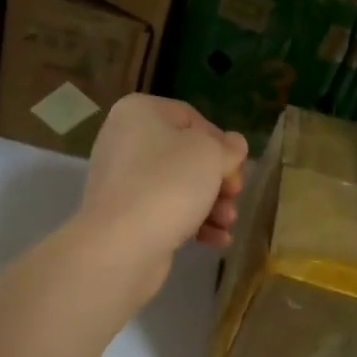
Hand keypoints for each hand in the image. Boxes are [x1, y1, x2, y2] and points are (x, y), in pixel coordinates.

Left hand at [78, 95, 246, 280]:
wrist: (121, 245)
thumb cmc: (168, 184)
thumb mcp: (211, 155)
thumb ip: (228, 147)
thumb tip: (233, 145)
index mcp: (139, 111)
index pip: (190, 117)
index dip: (219, 141)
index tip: (235, 166)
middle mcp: (124, 139)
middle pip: (185, 154)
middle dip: (217, 178)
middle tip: (234, 195)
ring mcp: (121, 179)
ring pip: (177, 184)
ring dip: (210, 202)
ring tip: (228, 222)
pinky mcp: (123, 214)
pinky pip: (163, 209)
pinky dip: (190, 220)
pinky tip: (216, 239)